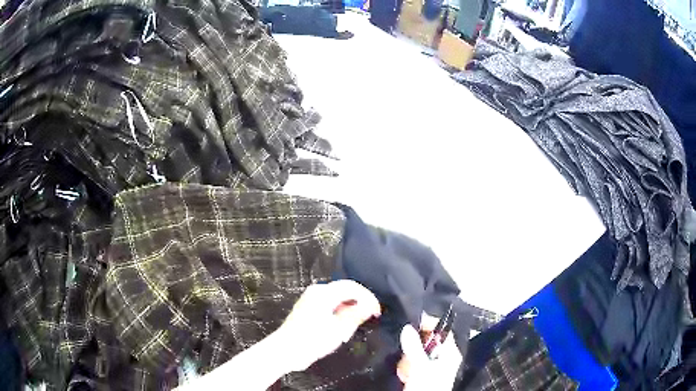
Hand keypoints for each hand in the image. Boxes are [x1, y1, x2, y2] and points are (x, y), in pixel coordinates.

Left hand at [273, 280, 380, 371]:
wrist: (286, 351)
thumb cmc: (312, 340)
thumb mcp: (339, 329)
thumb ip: (356, 314)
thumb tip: (370, 306)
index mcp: (324, 293)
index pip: (353, 287)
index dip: (369, 298)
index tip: (377, 312)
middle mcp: (317, 291)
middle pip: (346, 291)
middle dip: (359, 304)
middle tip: (369, 318)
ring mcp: (311, 299)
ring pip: (338, 298)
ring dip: (350, 310)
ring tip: (353, 326)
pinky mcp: (308, 308)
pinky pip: (330, 305)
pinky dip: (340, 313)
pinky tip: (341, 328)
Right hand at [397, 321, 462, 389]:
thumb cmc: (428, 386)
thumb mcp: (421, 366)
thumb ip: (414, 347)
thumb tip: (408, 327)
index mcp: (451, 352)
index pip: (442, 330)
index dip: (429, 325)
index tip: (412, 323)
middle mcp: (444, 357)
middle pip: (427, 341)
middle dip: (414, 348)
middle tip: (406, 356)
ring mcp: (433, 366)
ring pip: (417, 353)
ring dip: (408, 360)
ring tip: (405, 371)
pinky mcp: (423, 374)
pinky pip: (412, 363)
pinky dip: (407, 368)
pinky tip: (405, 376)